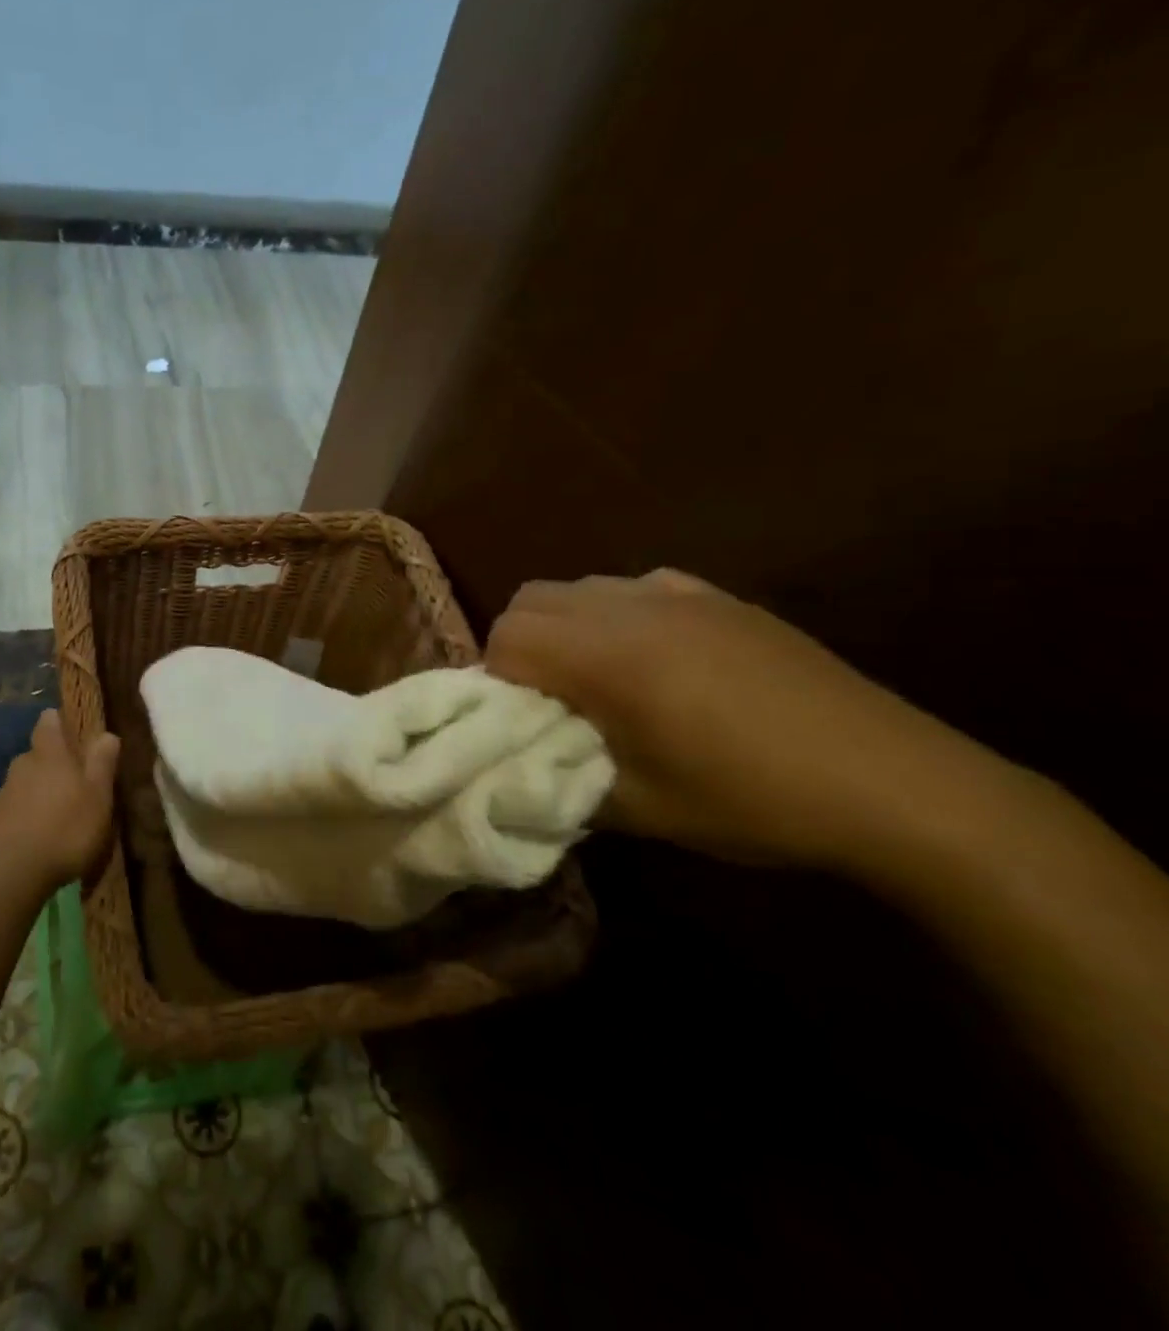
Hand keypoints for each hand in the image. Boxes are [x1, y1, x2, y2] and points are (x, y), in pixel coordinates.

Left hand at [0, 708, 120, 897]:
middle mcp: (22, 766)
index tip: (72, 731)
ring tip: (58, 815)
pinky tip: (37, 838)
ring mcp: (2, 794)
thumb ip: (102, 763)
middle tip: (74, 782)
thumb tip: (106, 733)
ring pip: (24, 783)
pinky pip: (13, 810)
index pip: (49, 722)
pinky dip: (25, 817)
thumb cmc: (65, 830)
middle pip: (37, 754)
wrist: (8, 875)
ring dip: (39, 793)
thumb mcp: (98, 797)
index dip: (59, 722)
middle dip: (52, 763)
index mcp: (50, 754)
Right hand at [483, 570, 1026, 874]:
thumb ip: (560, 777)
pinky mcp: (721, 597)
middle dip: (520, 646)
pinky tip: (653, 660)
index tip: (523, 722)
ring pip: (579, 586)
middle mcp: (634, 607)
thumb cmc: (754, 801)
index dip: (498, 680)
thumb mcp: (640, 809)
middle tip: (549, 701)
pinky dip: (614, 615)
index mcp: (610, 657)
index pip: (507, 637)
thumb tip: (521, 763)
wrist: (898, 785)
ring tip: (597, 681)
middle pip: (530, 599)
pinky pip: (633, 587)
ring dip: (564, 627)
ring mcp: (681, 594)